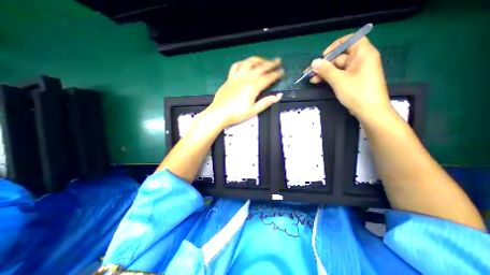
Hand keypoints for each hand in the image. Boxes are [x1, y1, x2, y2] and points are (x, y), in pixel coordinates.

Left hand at [205, 56, 283, 127]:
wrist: (219, 113)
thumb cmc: (237, 114)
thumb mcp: (253, 111)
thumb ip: (265, 102)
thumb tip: (278, 97)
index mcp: (253, 87)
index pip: (267, 78)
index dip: (276, 74)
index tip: (282, 71)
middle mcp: (245, 79)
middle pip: (260, 67)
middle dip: (270, 63)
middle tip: (277, 61)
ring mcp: (236, 77)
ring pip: (249, 63)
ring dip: (258, 60)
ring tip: (264, 60)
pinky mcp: (229, 78)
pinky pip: (236, 66)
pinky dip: (242, 63)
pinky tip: (246, 64)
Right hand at [305, 35, 390, 118]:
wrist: (369, 111)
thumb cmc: (357, 92)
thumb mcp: (339, 80)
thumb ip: (325, 70)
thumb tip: (313, 62)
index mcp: (363, 54)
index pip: (351, 40)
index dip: (336, 45)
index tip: (324, 55)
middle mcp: (361, 60)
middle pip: (340, 56)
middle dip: (324, 64)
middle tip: (310, 72)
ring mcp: (356, 71)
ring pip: (337, 67)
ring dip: (324, 72)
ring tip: (311, 79)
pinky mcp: (353, 80)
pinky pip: (339, 75)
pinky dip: (329, 77)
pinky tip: (318, 82)